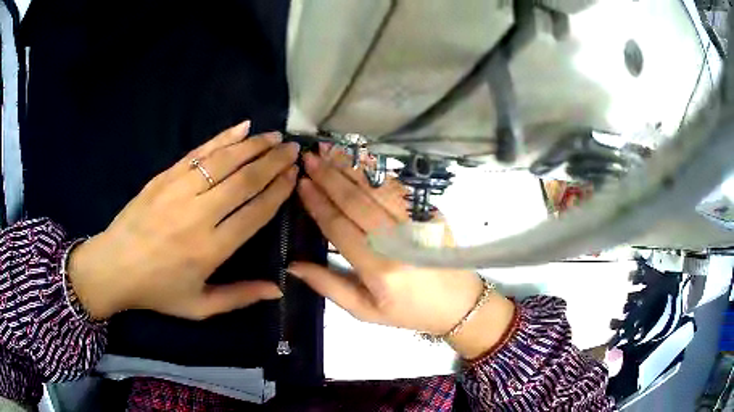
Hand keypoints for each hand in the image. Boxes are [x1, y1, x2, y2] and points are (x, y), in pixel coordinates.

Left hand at [68, 120, 298, 319]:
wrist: (114, 267)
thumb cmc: (158, 291)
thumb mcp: (200, 307)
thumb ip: (239, 297)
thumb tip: (279, 289)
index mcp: (211, 249)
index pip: (255, 212)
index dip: (278, 191)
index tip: (294, 175)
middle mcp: (199, 215)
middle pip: (244, 180)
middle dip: (273, 162)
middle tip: (293, 149)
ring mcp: (179, 190)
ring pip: (224, 161)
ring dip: (253, 145)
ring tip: (274, 135)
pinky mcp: (165, 177)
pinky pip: (198, 153)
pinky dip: (222, 138)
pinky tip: (241, 127)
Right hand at [289, 149, 515, 357]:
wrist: (458, 303)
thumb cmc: (408, 312)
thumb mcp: (365, 311)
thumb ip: (329, 286)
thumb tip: (293, 265)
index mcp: (379, 268)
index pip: (339, 227)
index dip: (318, 203)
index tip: (302, 183)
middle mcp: (398, 241)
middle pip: (356, 201)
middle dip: (329, 177)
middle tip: (309, 158)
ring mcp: (417, 223)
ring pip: (377, 189)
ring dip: (350, 168)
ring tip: (329, 151)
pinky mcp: (430, 214)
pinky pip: (397, 189)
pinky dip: (375, 174)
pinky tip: (360, 161)